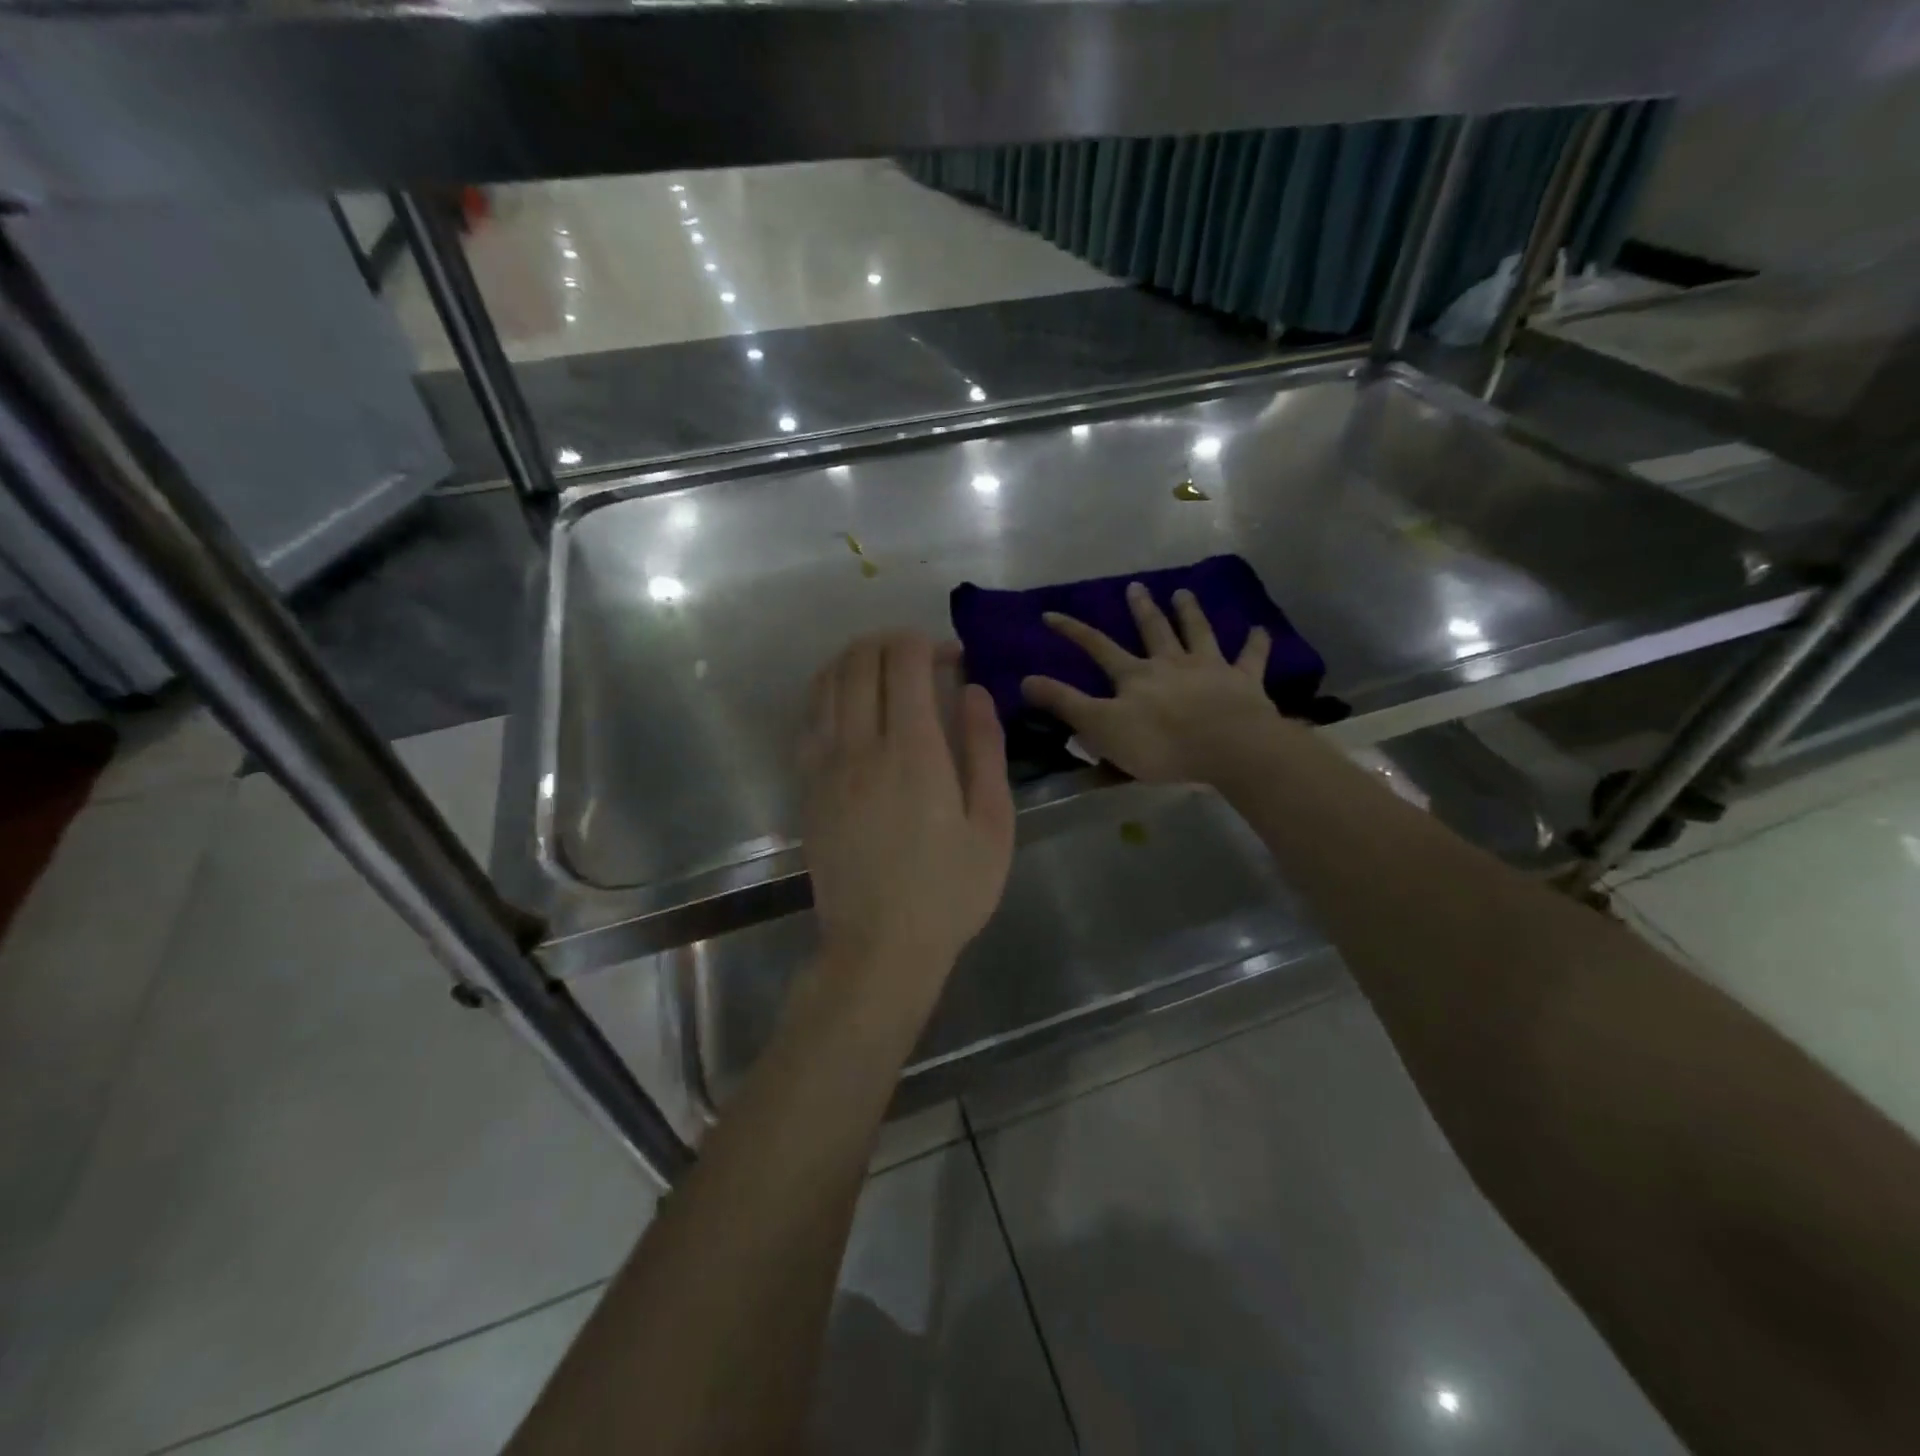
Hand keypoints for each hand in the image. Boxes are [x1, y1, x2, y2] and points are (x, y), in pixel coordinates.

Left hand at [800, 632, 1014, 988]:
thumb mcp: (992, 824)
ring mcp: (825, 765)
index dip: (925, 643)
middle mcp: (861, 745)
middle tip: (919, 656)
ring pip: (827, 682)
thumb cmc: (949, 891)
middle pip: (860, 661)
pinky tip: (846, 700)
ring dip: (854, 659)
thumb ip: (985, 749)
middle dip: (890, 641)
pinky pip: (808, 717)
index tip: (950, 656)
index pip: (904, 662)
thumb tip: (975, 691)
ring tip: (882, 667)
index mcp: (913, 751)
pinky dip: (827, 691)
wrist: (879, 946)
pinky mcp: (807, 785)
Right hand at [1021, 583, 1283, 784]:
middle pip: (1153, 630)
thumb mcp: (1101, 727)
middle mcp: (1171, 663)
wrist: (1228, 747)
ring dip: (1190, 612)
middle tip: (1136, 586)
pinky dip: (1255, 643)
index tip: (1051, 614)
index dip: (1073, 631)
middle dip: (1142, 609)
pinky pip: (1251, 657)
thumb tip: (1025, 680)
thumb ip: (1065, 703)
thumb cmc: (1160, 743)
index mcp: (1135, 676)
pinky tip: (1260, 629)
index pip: (1097, 647)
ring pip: (1197, 633)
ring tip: (1184, 592)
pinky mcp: (1244, 681)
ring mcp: (1209, 668)